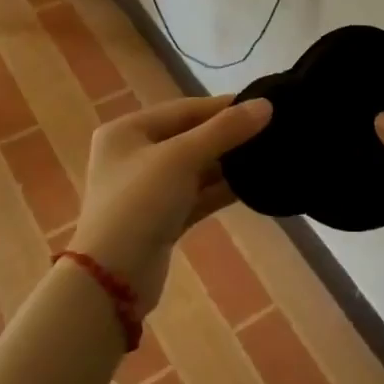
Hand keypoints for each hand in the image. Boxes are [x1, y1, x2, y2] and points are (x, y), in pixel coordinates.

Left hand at [67, 95, 271, 311]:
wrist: (112, 278)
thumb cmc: (140, 202)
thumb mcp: (181, 158)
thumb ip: (224, 130)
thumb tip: (265, 105)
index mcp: (127, 130)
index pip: (184, 109)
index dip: (223, 107)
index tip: (264, 104)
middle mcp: (134, 155)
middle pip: (189, 137)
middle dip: (228, 136)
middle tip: (271, 132)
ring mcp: (147, 189)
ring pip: (195, 168)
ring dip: (228, 164)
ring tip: (268, 156)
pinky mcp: (161, 218)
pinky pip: (196, 195)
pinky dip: (220, 190)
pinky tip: (252, 186)